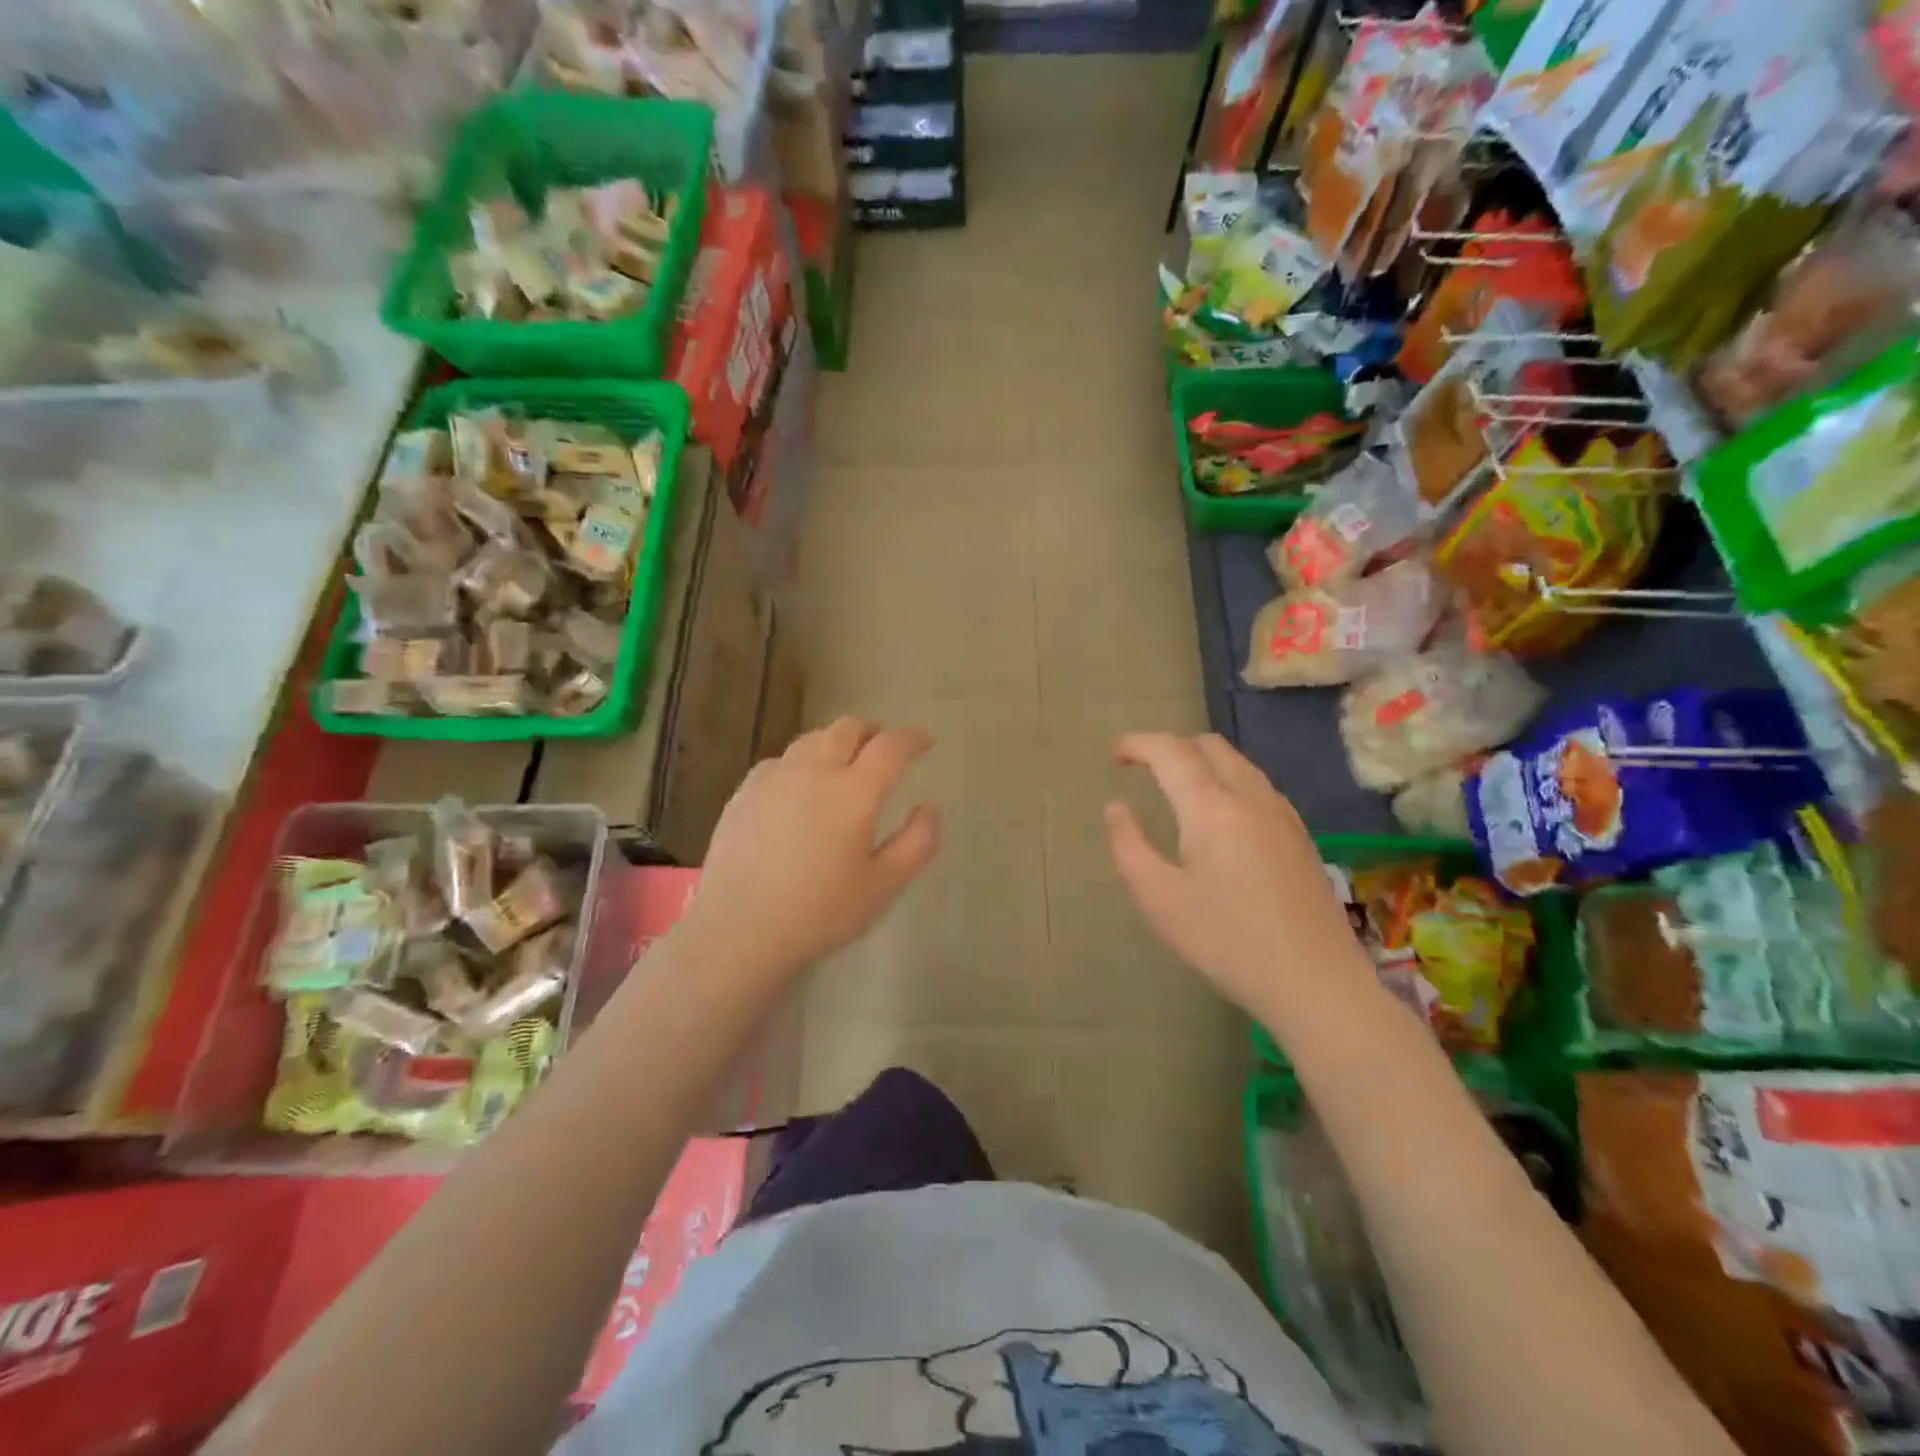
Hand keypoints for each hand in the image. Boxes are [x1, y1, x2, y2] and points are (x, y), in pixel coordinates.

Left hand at [679, 717, 940, 982]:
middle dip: (872, 731)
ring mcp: (774, 777)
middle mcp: (814, 771)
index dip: (912, 738)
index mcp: (854, 791)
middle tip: (884, 747)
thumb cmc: (820, 912)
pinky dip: (802, 762)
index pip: (890, 747)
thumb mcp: (884, 886)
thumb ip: (917, 842)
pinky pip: (781, 761)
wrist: (738, 931)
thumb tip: (929, 807)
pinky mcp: (744, 792)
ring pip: (812, 740)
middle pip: (847, 729)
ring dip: (836, 742)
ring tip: (844, 761)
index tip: (924, 740)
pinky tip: (800, 786)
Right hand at [1105, 733, 1369, 1017]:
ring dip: (1201, 761)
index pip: (1170, 752)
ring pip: (1238, 763)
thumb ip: (1129, 846)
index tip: (1115, 755)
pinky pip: (1257, 785)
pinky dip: (1227, 780)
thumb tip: (1116, 808)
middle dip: (1171, 747)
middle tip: (1143, 769)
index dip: (1138, 744)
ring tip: (1176, 787)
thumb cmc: (1226, 941)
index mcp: (1211, 807)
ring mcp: (1282, 814)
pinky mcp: (1299, 835)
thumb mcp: (1159, 899)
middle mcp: (1250, 797)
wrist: (1314, 981)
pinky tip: (1220, 815)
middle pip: (1208, 746)